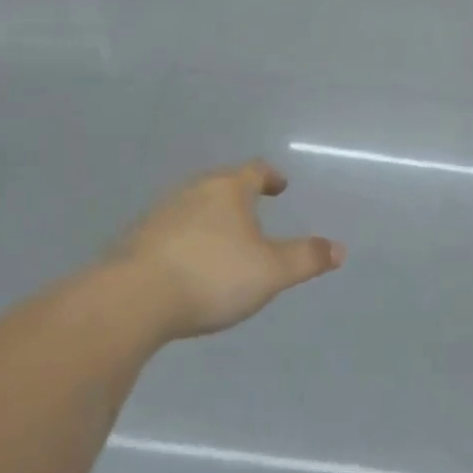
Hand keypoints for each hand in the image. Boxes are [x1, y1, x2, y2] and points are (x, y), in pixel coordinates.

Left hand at [115, 160, 344, 339]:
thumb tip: (339, 248)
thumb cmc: (212, 276)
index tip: (280, 186)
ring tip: (224, 240)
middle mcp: (192, 193)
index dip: (270, 177)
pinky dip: (187, 240)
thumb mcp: (271, 272)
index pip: (254, 172)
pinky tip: (189, 264)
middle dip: (239, 196)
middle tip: (254, 211)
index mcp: (227, 191)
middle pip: (220, 186)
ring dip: (211, 218)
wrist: (132, 300)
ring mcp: (159, 215)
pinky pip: (171, 232)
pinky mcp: (136, 241)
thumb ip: (306, 259)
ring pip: (193, 207)